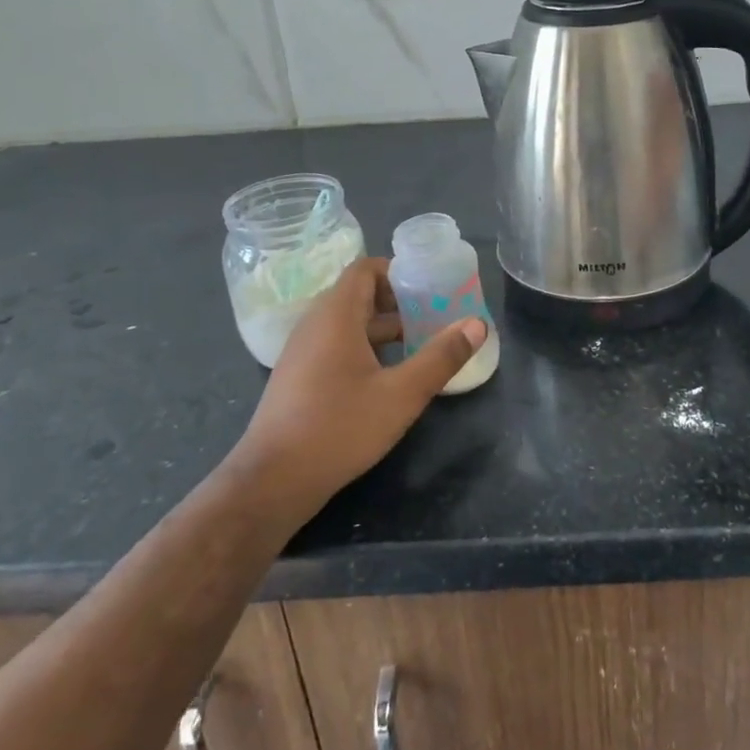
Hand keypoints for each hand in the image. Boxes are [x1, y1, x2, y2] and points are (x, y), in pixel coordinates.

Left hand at [230, 257, 484, 512]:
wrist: (272, 481)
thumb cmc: (339, 428)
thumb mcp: (401, 394)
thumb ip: (441, 357)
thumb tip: (477, 324)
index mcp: (336, 315)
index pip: (365, 268)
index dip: (398, 271)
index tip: (430, 287)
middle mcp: (315, 324)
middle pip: (359, 294)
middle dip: (398, 301)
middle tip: (435, 314)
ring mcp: (302, 352)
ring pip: (348, 322)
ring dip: (383, 327)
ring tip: (420, 343)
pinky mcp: (298, 377)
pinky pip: (336, 344)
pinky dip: (364, 347)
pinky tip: (388, 376)